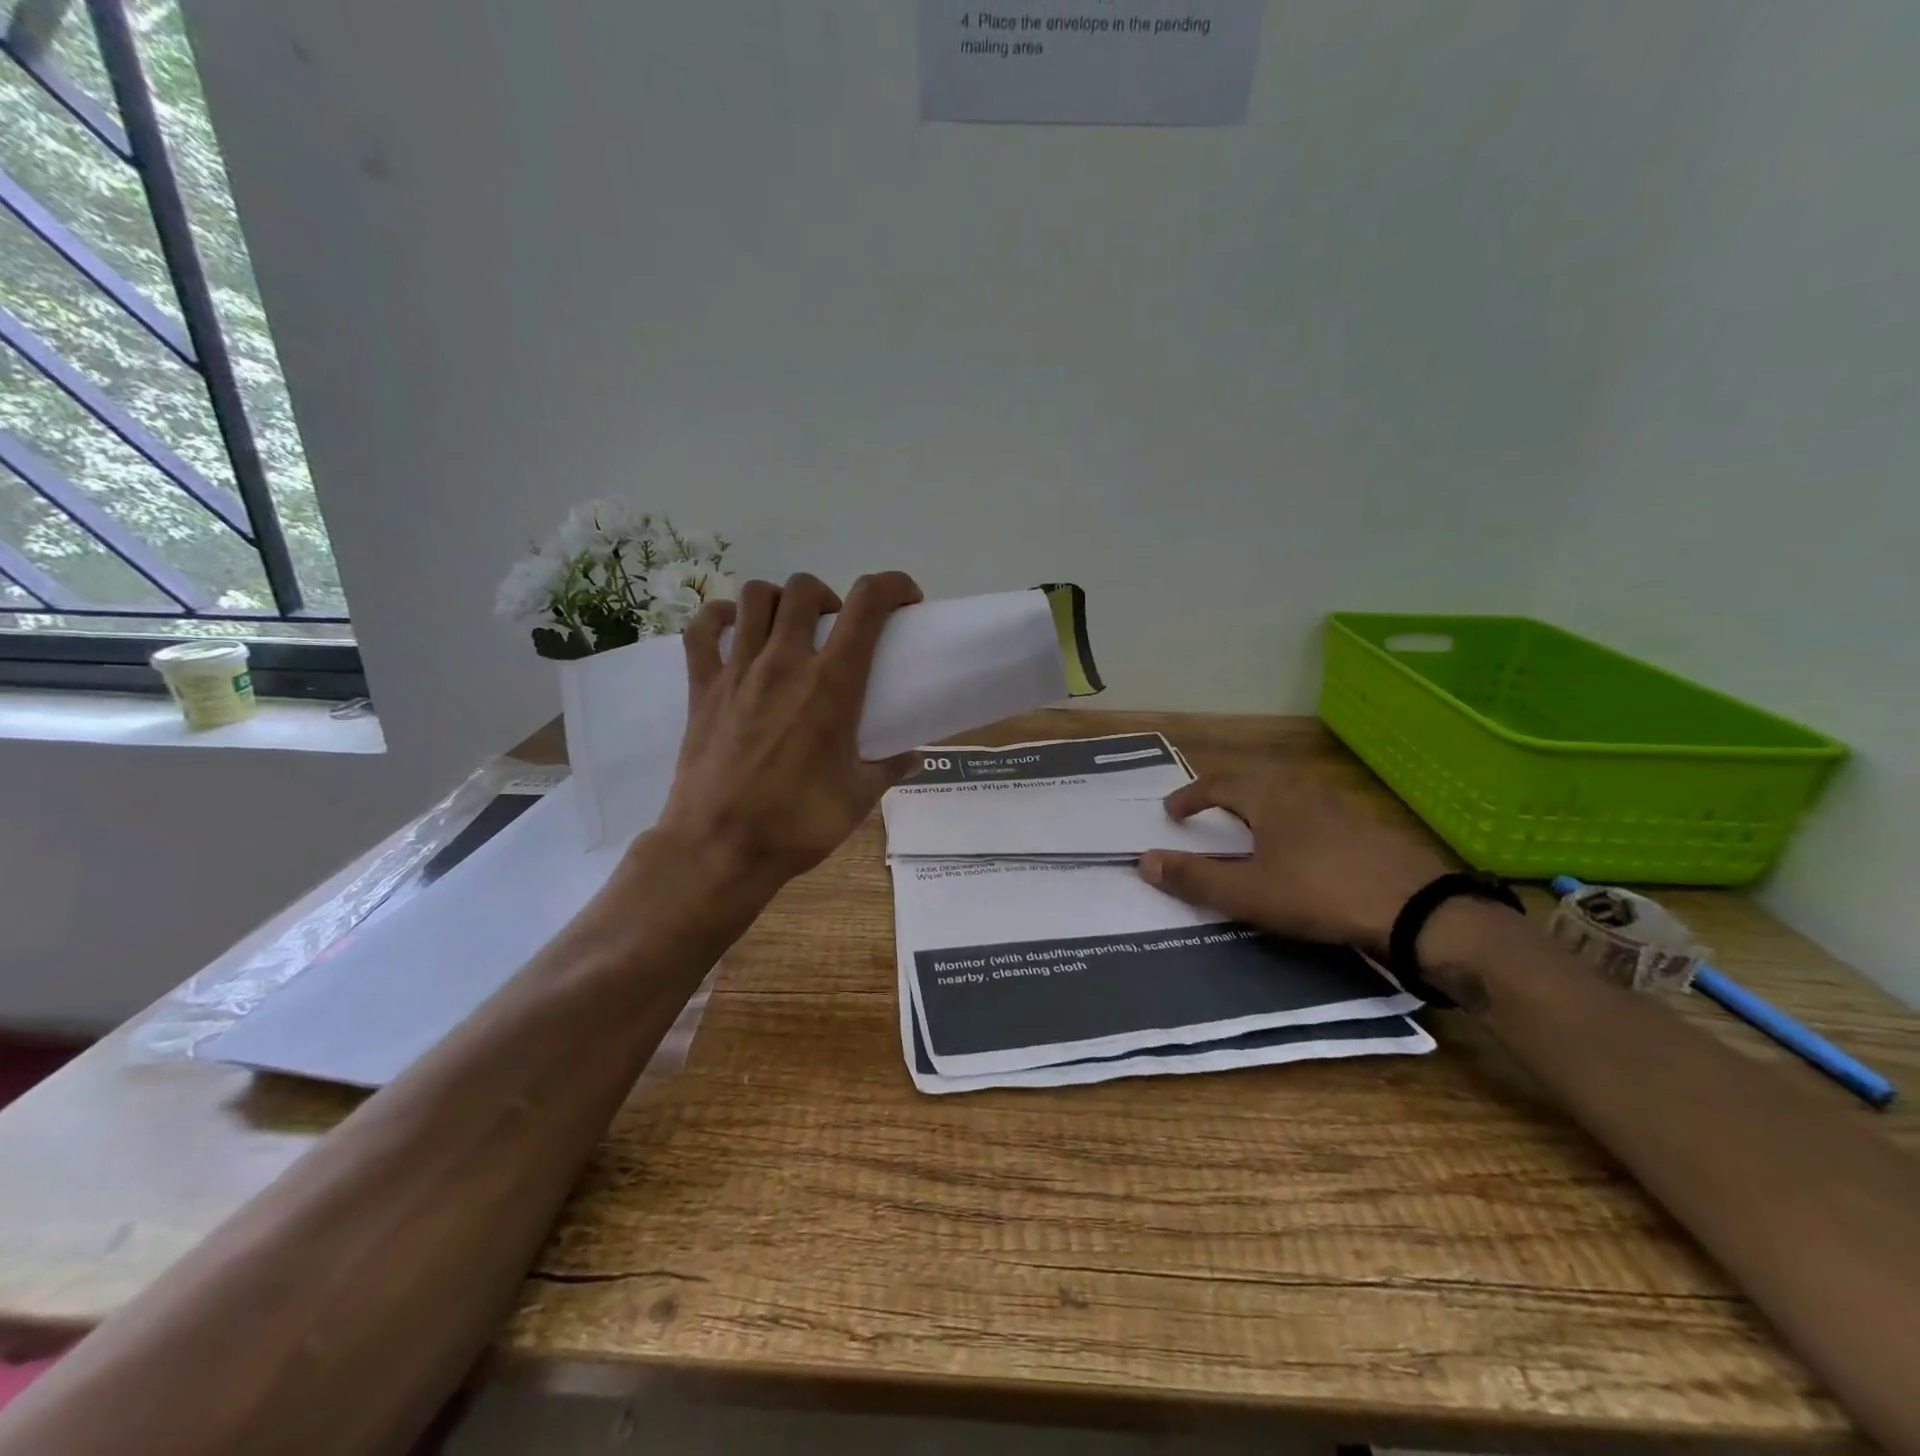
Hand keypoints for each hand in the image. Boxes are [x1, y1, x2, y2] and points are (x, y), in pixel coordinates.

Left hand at [651, 571, 923, 889]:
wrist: (720, 848)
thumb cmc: (798, 823)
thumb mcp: (858, 798)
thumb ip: (889, 769)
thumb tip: (914, 758)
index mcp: (833, 684)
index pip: (869, 604)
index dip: (893, 585)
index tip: (905, 600)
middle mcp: (785, 663)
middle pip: (805, 589)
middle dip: (830, 595)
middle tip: (837, 627)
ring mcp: (737, 671)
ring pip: (754, 598)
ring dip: (779, 601)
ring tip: (789, 628)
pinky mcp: (702, 687)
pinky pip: (702, 629)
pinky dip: (719, 618)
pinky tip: (733, 631)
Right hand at [1138, 772, 1447, 951]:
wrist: (1416, 909)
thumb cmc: (1320, 893)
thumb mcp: (1248, 893)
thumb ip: (1195, 877)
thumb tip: (1144, 861)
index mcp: (1270, 797)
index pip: (1218, 784)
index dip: (1190, 796)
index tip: (1171, 812)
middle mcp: (1302, 790)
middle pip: (1253, 781)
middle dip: (1224, 795)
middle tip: (1206, 814)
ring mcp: (1339, 805)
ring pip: (1286, 795)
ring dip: (1258, 807)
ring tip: (1247, 830)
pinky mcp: (1365, 827)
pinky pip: (1312, 812)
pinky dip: (1289, 822)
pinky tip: (1298, 849)